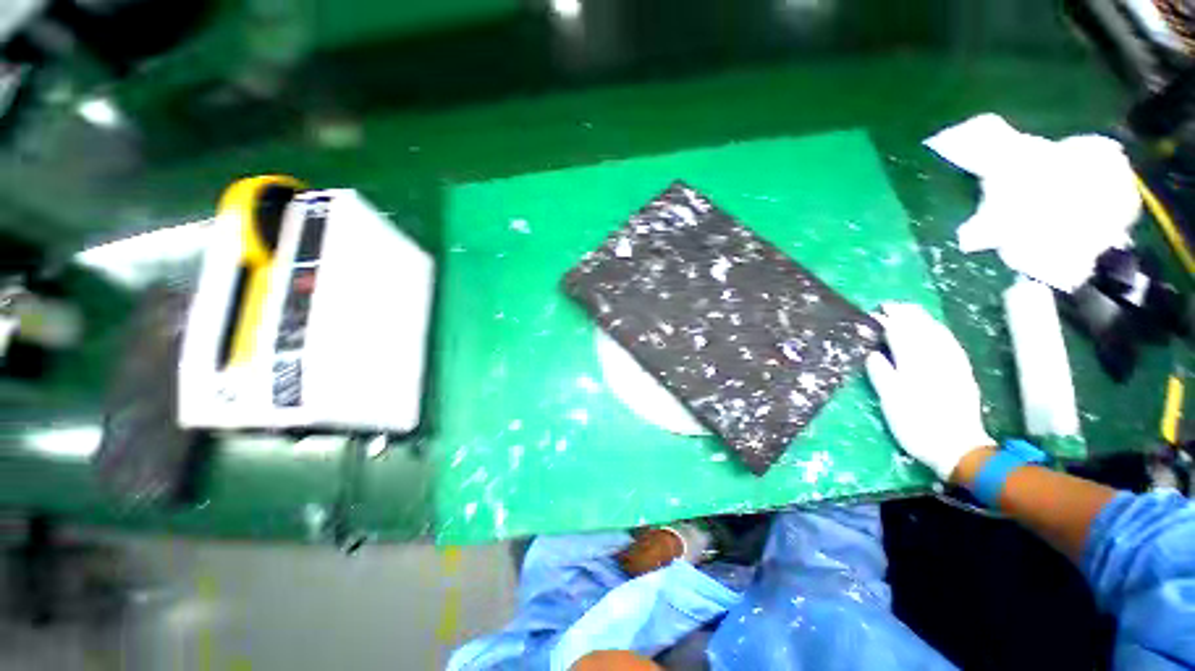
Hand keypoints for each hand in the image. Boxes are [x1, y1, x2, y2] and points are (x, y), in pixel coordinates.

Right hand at [865, 303, 993, 479]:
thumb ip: (883, 375)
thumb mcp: (892, 403)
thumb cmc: (918, 427)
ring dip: (924, 320)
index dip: (888, 322)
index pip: (900, 336)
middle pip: (921, 331)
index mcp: (914, 366)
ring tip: (912, 310)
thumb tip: (873, 354)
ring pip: (939, 335)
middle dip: (907, 315)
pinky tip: (938, 330)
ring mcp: (953, 366)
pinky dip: (942, 332)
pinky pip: (952, 345)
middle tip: (892, 304)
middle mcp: (936, 361)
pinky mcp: (963, 374)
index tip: (876, 311)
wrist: (959, 448)